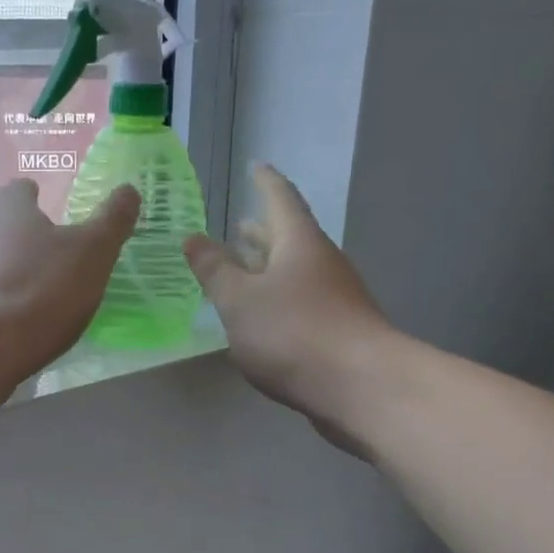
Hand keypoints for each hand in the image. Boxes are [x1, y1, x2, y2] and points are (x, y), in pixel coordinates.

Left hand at [0, 178, 139, 384]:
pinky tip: (16, 324)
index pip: (20, 190)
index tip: (49, 207)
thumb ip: (112, 221)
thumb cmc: (42, 289)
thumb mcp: (92, 253)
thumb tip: (128, 190)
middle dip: (24, 238)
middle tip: (53, 256)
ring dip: (10, 273)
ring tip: (38, 294)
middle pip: (2, 227)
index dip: (35, 196)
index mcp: (11, 211)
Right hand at [184, 165, 394, 448]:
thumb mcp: (239, 300)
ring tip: (244, 267)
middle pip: (290, 237)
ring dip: (269, 266)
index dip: (265, 181)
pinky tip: (262, 317)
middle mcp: (321, 263)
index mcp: (299, 243)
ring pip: (295, 271)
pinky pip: (301, 302)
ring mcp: (334, 297)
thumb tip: (193, 238)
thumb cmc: (293, 332)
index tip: (256, 166)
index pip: (281, 198)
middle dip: (263, 230)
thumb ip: (215, 269)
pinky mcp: (338, 330)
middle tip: (239, 224)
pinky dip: (278, 298)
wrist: (360, 386)